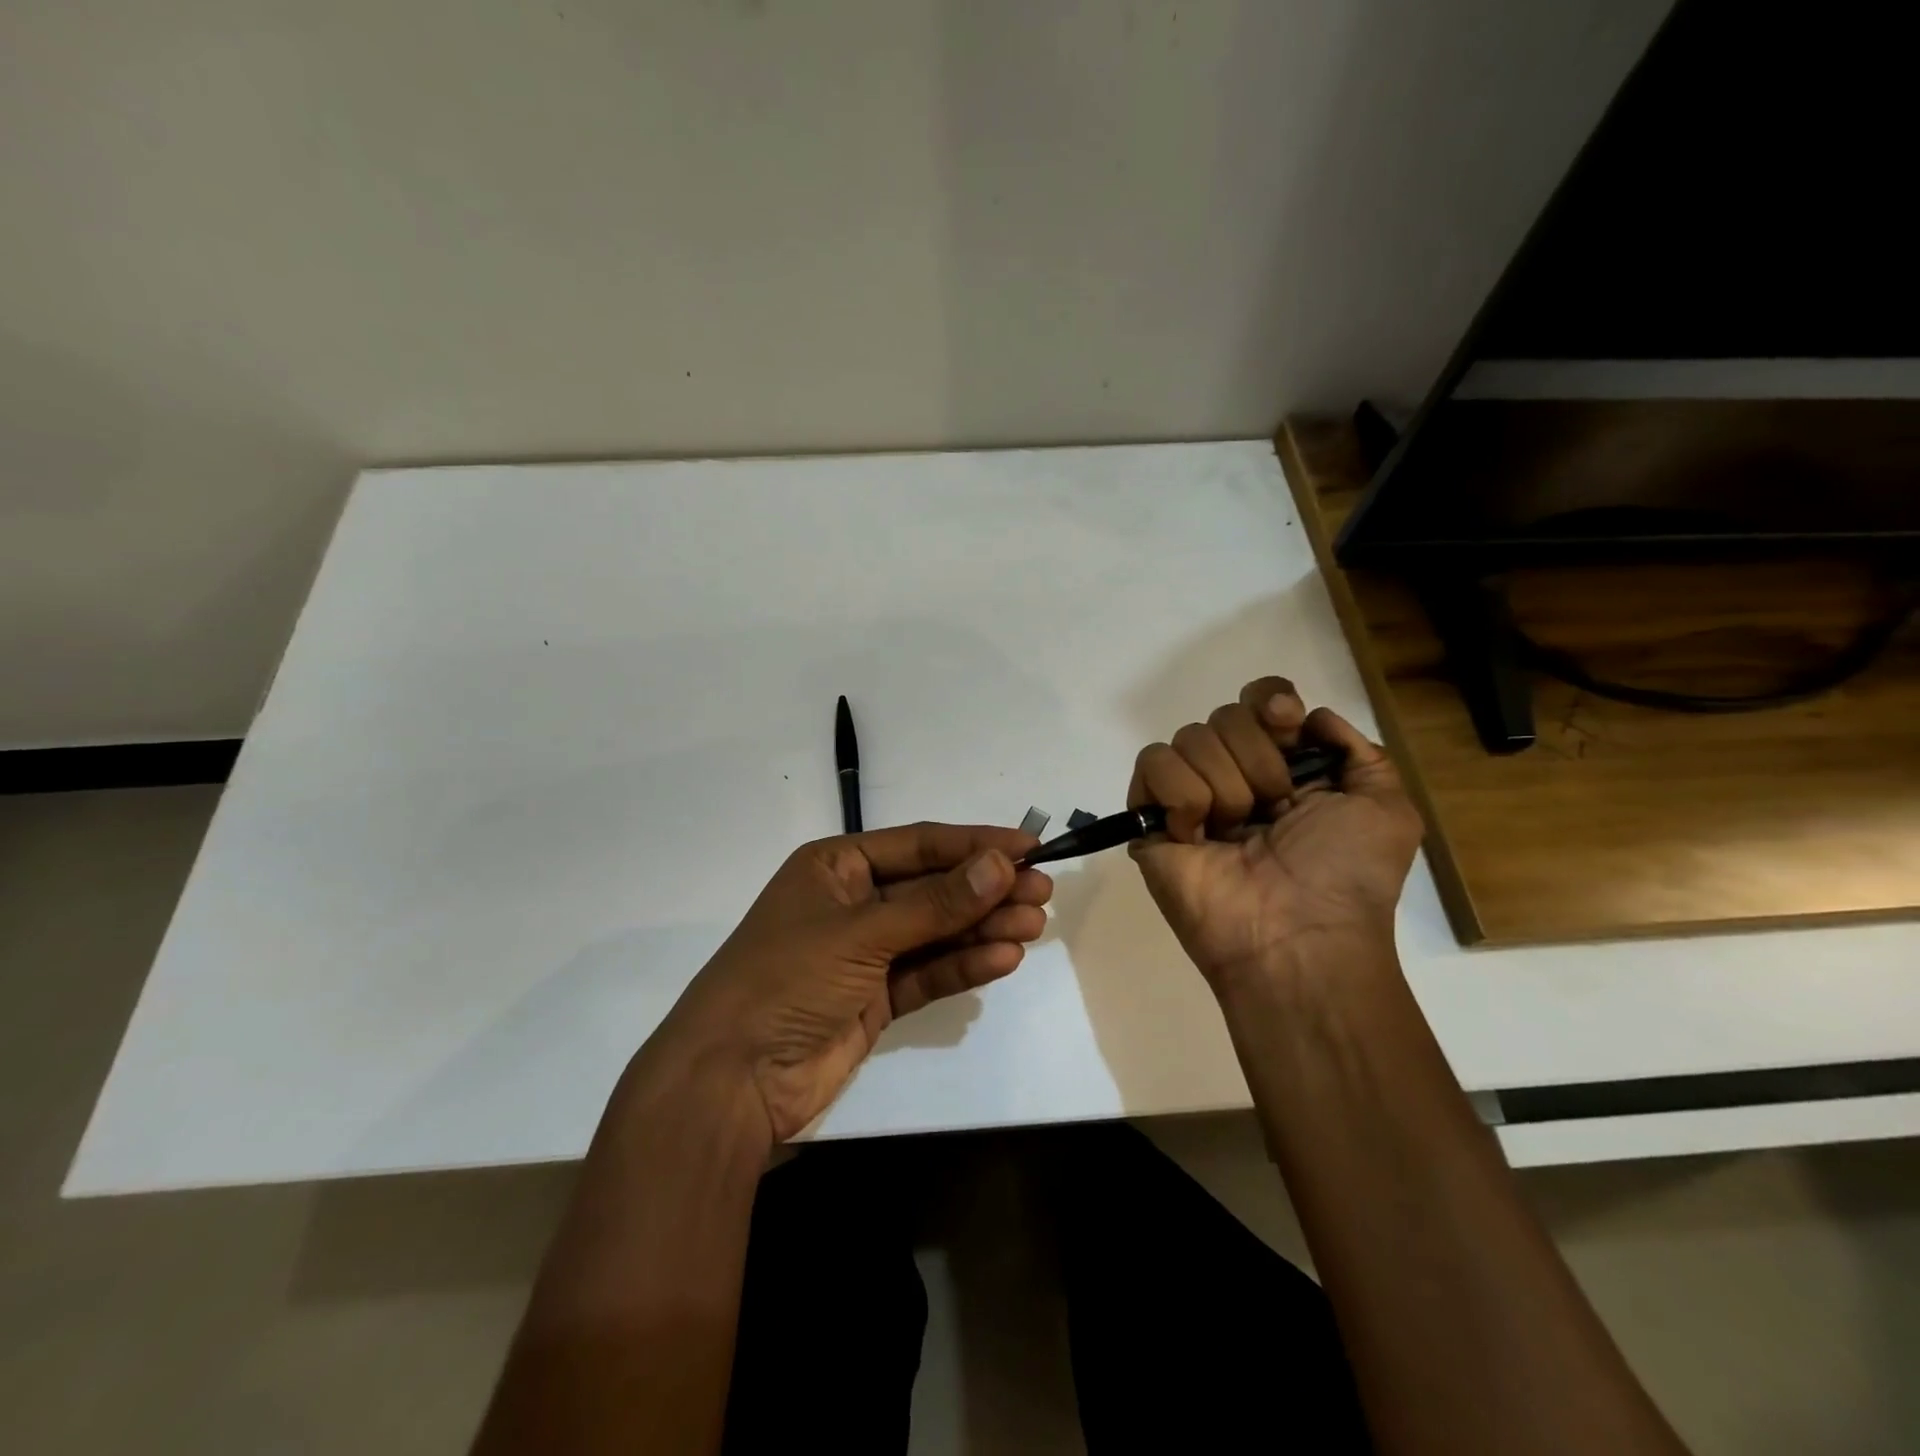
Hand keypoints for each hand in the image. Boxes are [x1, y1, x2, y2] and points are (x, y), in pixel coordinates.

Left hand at [640, 823, 1052, 1145]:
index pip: (919, 845)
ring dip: (983, 927)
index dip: (974, 844)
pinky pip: (928, 973)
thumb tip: (1001, 863)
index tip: (1028, 846)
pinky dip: (963, 965)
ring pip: (936, 931)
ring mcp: (865, 953)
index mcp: (837, 867)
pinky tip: (1003, 959)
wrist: (730, 1081)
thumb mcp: (862, 932)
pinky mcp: (876, 999)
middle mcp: (853, 903)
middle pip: (933, 888)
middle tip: (1043, 890)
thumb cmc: (787, 979)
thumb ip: (935, 903)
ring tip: (1034, 925)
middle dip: (986, 889)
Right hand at [1128, 676, 1421, 991]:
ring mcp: (1189, 796)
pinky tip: (1196, 835)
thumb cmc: (1346, 876)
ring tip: (1236, 833)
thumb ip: (1359, 750)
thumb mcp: (1386, 807)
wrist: (1297, 937)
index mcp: (1284, 767)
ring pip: (1189, 737)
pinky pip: (1153, 764)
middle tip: (1273, 810)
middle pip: (1225, 715)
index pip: (1259, 699)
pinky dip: (1181, 796)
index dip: (1270, 701)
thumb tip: (1311, 716)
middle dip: (1258, 760)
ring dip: (1225, 785)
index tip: (1286, 725)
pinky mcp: (1151, 817)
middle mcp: (1234, 774)